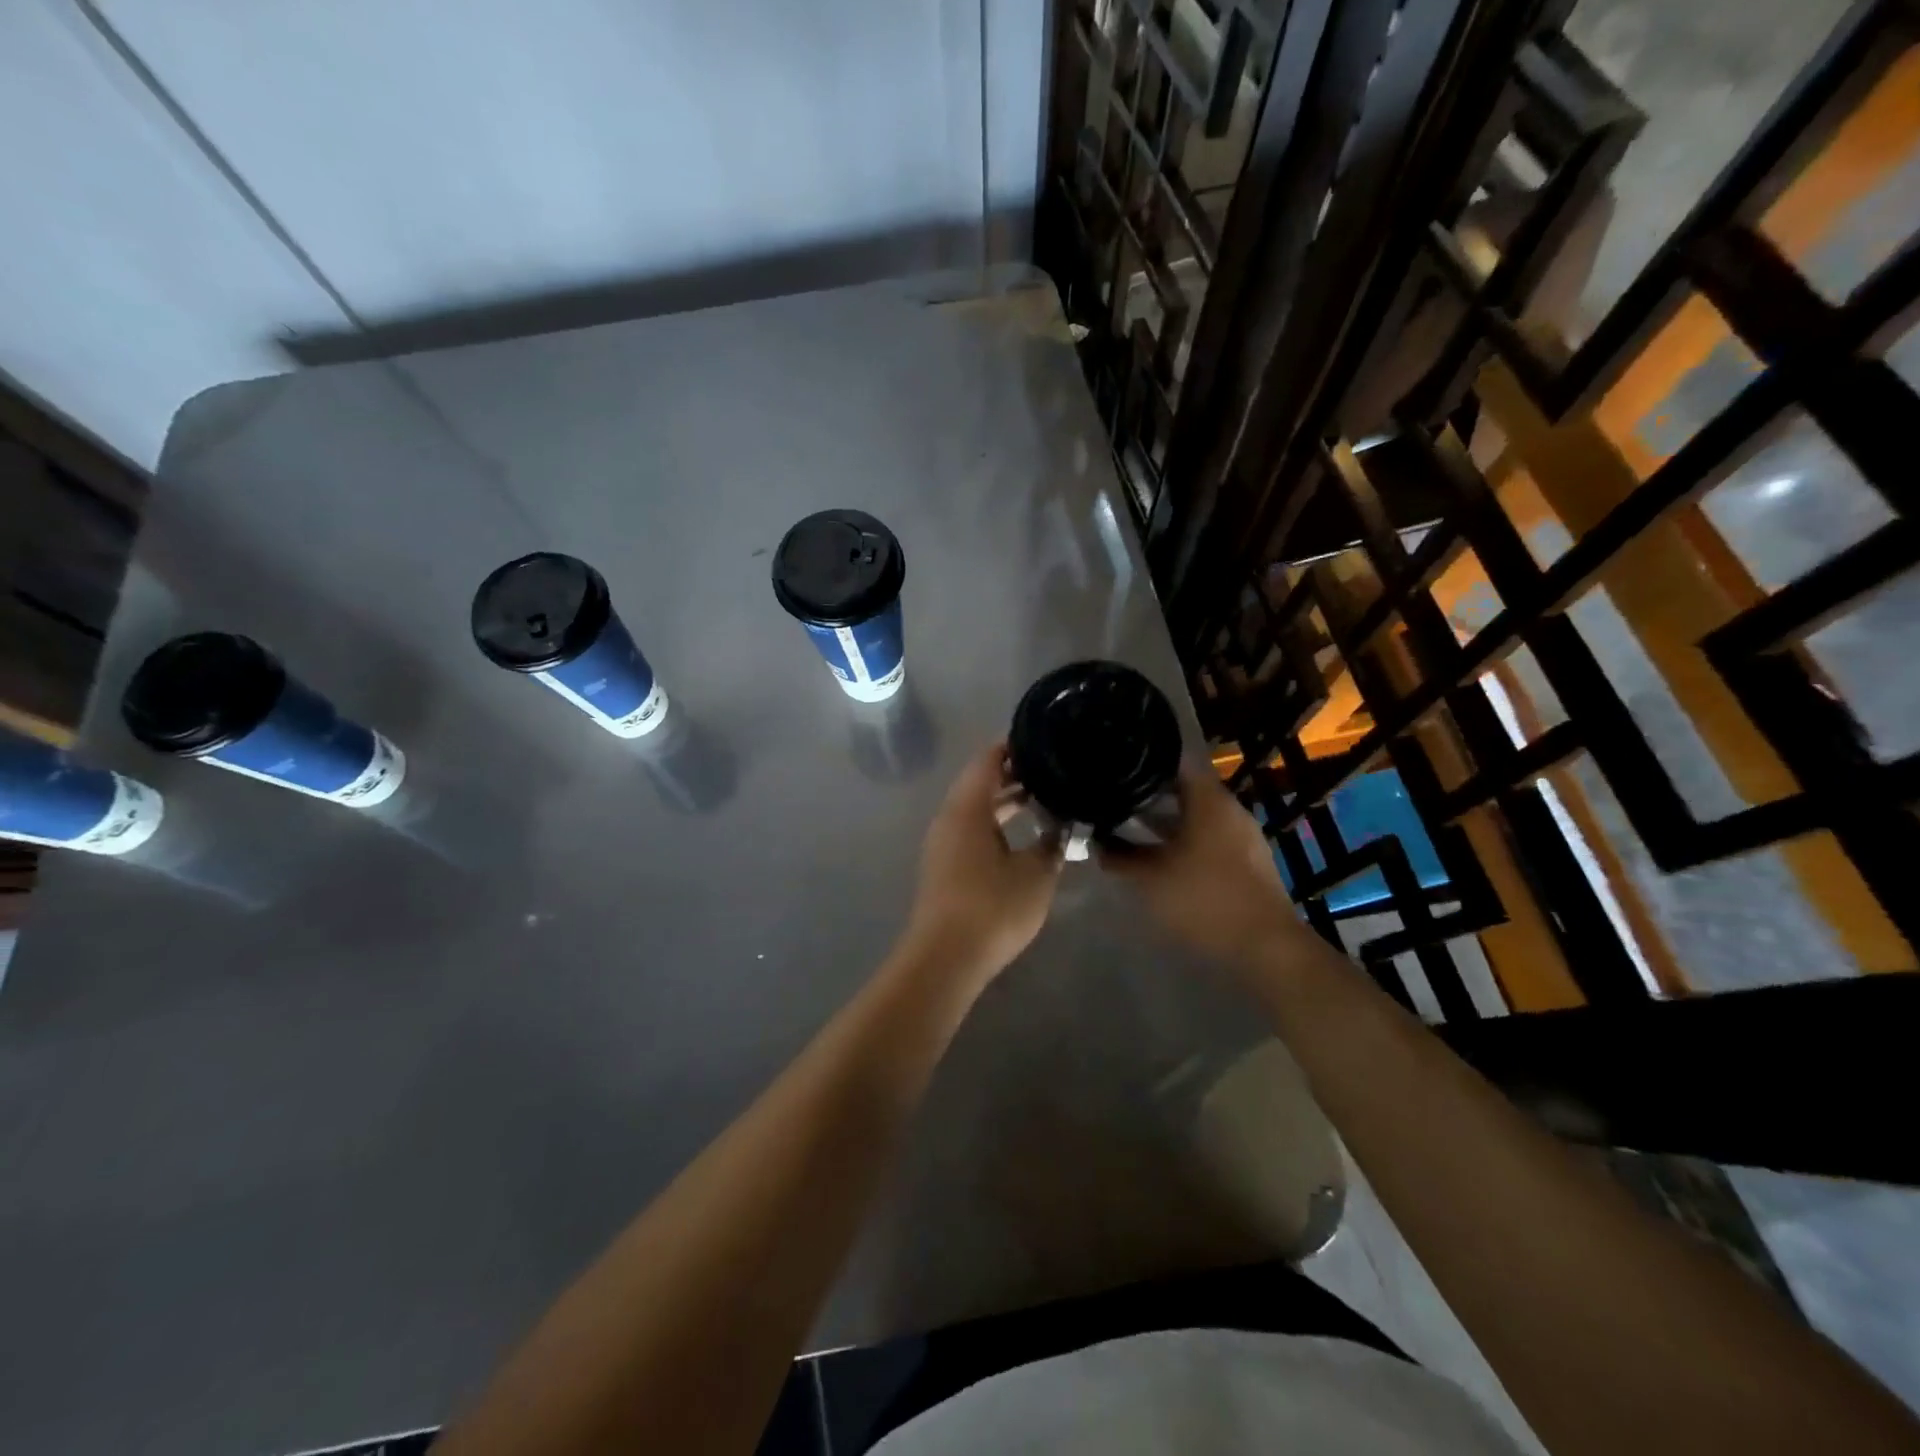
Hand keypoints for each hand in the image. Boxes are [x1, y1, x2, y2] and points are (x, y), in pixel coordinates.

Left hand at [898, 741, 1062, 983]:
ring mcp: (943, 843)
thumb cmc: (993, 908)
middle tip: (1052, 769)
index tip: (1044, 741)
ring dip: (1005, 801)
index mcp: (967, 808)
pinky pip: (970, 829)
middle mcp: (949, 818)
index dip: (1014, 747)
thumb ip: (1053, 842)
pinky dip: (995, 822)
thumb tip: (1064, 824)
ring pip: (975, 808)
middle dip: (1014, 774)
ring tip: (1043, 797)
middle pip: (980, 782)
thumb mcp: (1036, 873)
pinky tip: (1021, 834)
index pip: (988, 760)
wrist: (946, 958)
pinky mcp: (944, 865)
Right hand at [1101, 760, 1300, 968]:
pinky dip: (1186, 840)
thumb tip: (1096, 842)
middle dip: (1151, 794)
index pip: (1174, 761)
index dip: (1144, 761)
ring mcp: (1244, 836)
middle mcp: (1230, 809)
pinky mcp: (1249, 861)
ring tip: (1132, 828)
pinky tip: (1163, 856)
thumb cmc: (1205, 900)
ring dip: (1168, 820)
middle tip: (1117, 799)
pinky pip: (1211, 838)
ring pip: (1198, 815)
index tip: (1117, 765)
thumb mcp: (1149, 880)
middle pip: (1185, 788)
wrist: (1266, 948)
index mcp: (1209, 800)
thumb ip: (1119, 857)